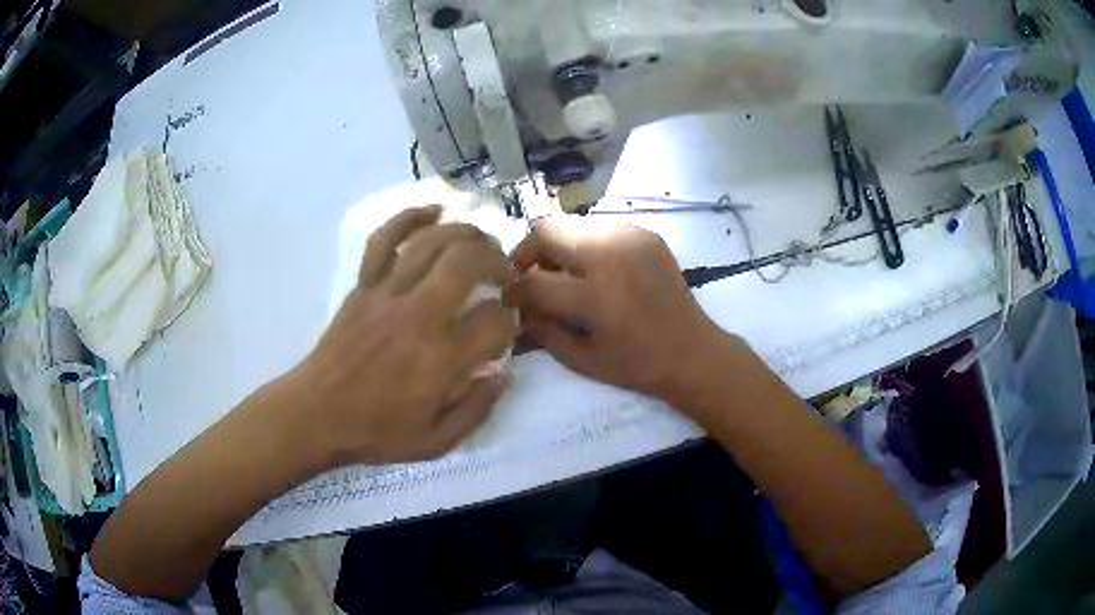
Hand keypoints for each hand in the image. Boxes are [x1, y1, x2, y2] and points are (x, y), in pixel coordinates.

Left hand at [289, 206, 516, 465]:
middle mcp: (418, 316)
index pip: (495, 321)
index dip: (512, 319)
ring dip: (466, 234)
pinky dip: (411, 217)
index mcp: (441, 360)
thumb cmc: (375, 432)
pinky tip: (435, 210)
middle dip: (498, 261)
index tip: (508, 325)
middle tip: (506, 274)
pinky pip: (385, 238)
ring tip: (482, 242)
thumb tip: (504, 373)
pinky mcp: (363, 284)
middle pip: (469, 263)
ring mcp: (387, 294)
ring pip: (433, 242)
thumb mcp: (435, 442)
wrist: (315, 414)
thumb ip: (477, 409)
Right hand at [504, 217, 724, 398]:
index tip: (507, 299)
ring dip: (557, 246)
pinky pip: (598, 228)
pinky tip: (593, 270)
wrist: (692, 350)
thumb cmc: (637, 364)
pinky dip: (584, 245)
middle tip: (530, 277)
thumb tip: (517, 309)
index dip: (512, 291)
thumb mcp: (581, 359)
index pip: (534, 281)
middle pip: (547, 230)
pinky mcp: (644, 234)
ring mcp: (630, 238)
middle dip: (528, 253)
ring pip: (571, 223)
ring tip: (563, 275)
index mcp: (596, 295)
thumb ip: (542, 331)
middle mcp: (611, 255)